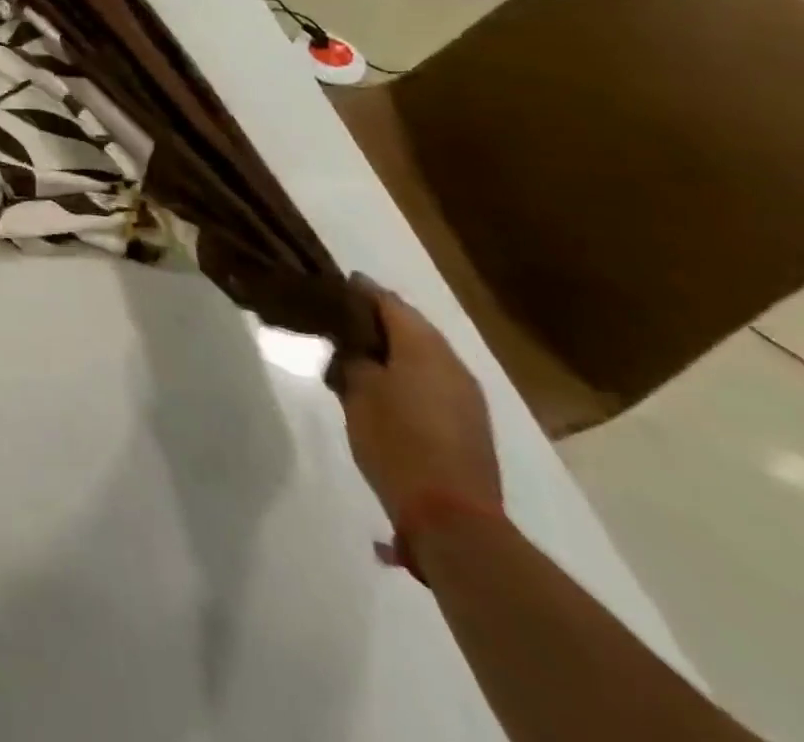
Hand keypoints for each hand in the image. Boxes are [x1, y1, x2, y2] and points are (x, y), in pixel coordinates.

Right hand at [332, 278, 501, 524]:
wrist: (450, 516)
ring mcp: (467, 395)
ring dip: (394, 348)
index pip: (388, 302)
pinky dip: (408, 372)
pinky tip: (384, 384)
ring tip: (358, 352)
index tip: (334, 287)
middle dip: (377, 319)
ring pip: (424, 354)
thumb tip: (352, 341)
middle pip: (411, 326)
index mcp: (423, 348)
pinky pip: (433, 380)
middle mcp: (452, 363)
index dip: (360, 291)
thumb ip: (354, 356)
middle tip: (341, 319)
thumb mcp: (358, 391)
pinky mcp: (470, 422)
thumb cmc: (396, 441)